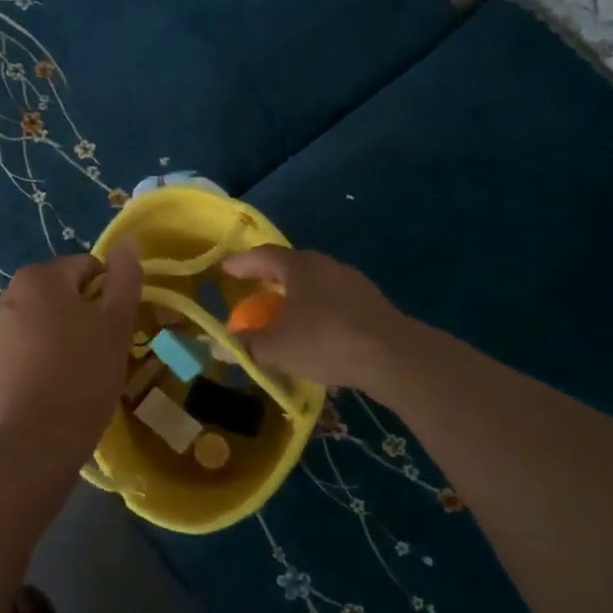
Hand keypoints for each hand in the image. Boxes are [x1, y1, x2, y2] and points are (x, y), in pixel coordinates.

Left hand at [0, 242, 142, 458]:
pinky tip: (48, 387)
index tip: (116, 325)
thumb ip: (124, 277)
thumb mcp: (116, 324)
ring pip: (34, 322)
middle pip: (56, 294)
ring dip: (53, 335)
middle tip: (98, 348)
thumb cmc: (84, 374)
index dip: (107, 293)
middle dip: (78, 313)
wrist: (36, 440)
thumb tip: (127, 241)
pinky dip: (33, 359)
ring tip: (74, 371)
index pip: (85, 268)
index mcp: (39, 278)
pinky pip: (16, 351)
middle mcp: (5, 295)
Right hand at [220, 245, 411, 391]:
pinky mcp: (371, 304)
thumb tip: (218, 347)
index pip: (263, 255)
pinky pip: (333, 301)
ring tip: (282, 314)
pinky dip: (315, 310)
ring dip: (295, 296)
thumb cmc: (325, 341)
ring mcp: (353, 283)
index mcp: (300, 266)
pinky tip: (313, 331)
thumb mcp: (276, 348)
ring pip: (314, 284)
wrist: (394, 357)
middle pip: (291, 266)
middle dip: (269, 278)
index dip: (242, 262)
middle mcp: (326, 266)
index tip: (226, 269)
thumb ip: (246, 346)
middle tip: (252, 290)